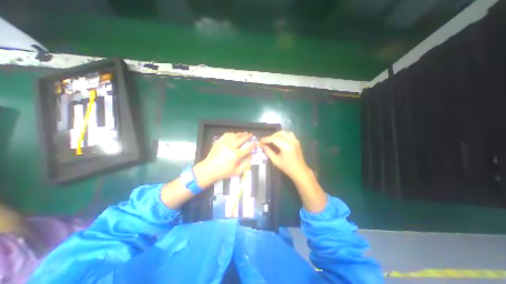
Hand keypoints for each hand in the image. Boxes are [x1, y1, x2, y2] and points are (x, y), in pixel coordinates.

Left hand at [194, 131, 254, 187]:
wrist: (209, 169)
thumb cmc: (224, 172)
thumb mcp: (237, 171)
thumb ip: (246, 163)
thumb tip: (251, 155)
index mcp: (236, 155)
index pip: (247, 148)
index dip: (253, 145)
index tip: (256, 143)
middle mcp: (230, 147)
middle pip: (241, 139)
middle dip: (247, 136)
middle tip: (251, 135)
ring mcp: (224, 143)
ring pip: (234, 135)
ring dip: (241, 133)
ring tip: (245, 133)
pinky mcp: (219, 141)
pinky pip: (227, 134)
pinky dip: (233, 133)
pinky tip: (235, 134)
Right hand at [258, 131, 309, 178]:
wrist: (300, 171)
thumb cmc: (287, 168)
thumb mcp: (276, 161)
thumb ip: (268, 152)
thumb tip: (262, 145)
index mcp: (286, 145)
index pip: (273, 139)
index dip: (266, 139)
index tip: (260, 141)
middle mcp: (291, 140)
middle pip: (278, 134)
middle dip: (271, 137)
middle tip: (265, 142)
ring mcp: (295, 140)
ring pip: (284, 133)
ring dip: (277, 135)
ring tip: (272, 141)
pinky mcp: (296, 141)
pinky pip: (288, 134)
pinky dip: (282, 135)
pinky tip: (279, 141)